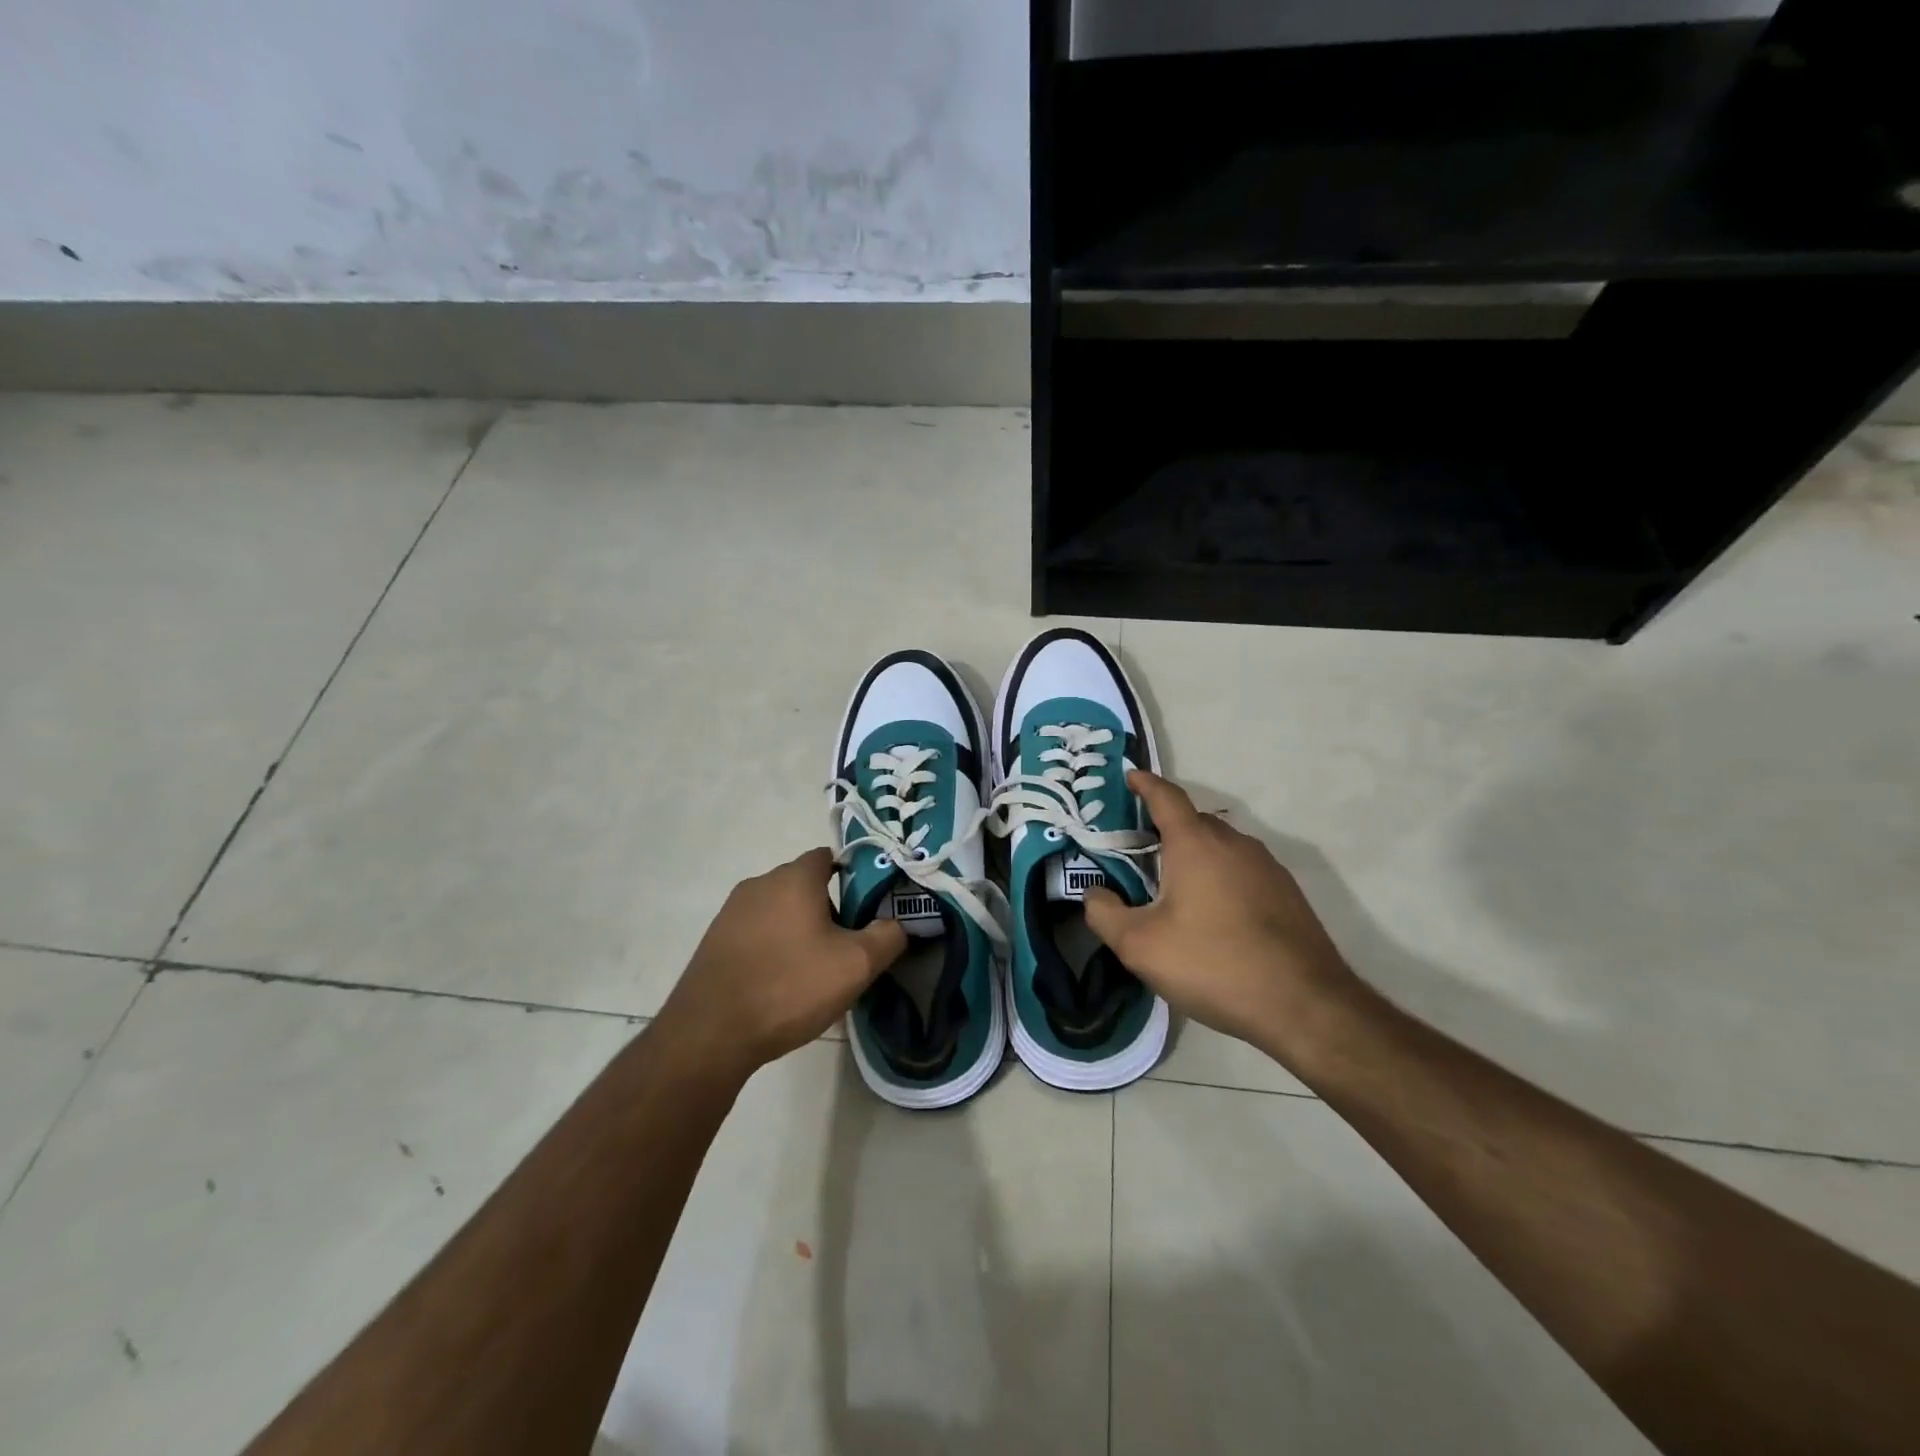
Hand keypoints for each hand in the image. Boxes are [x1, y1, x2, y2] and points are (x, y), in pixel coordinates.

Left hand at [657, 848, 906, 1083]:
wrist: (710, 1033)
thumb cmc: (790, 986)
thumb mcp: (856, 965)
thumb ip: (888, 936)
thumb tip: (898, 923)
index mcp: (794, 878)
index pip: (829, 857)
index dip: (854, 875)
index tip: (869, 906)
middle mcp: (760, 883)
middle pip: (805, 884)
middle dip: (829, 906)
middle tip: (848, 944)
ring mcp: (732, 912)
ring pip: (780, 909)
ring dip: (800, 928)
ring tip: (815, 968)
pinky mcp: (715, 940)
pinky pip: (757, 931)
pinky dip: (774, 945)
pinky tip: (781, 981)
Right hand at [1083, 771, 1359, 1054]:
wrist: (1304, 1005)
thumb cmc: (1213, 964)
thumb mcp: (1140, 946)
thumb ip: (1105, 915)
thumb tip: (1094, 895)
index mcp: (1196, 843)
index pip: (1166, 797)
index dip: (1145, 784)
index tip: (1130, 776)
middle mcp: (1234, 843)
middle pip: (1193, 822)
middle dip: (1164, 827)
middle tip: (1138, 849)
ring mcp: (1267, 867)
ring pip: (1221, 847)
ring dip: (1194, 855)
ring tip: (1173, 886)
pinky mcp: (1287, 894)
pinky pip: (1242, 871)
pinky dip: (1220, 877)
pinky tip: (1213, 914)